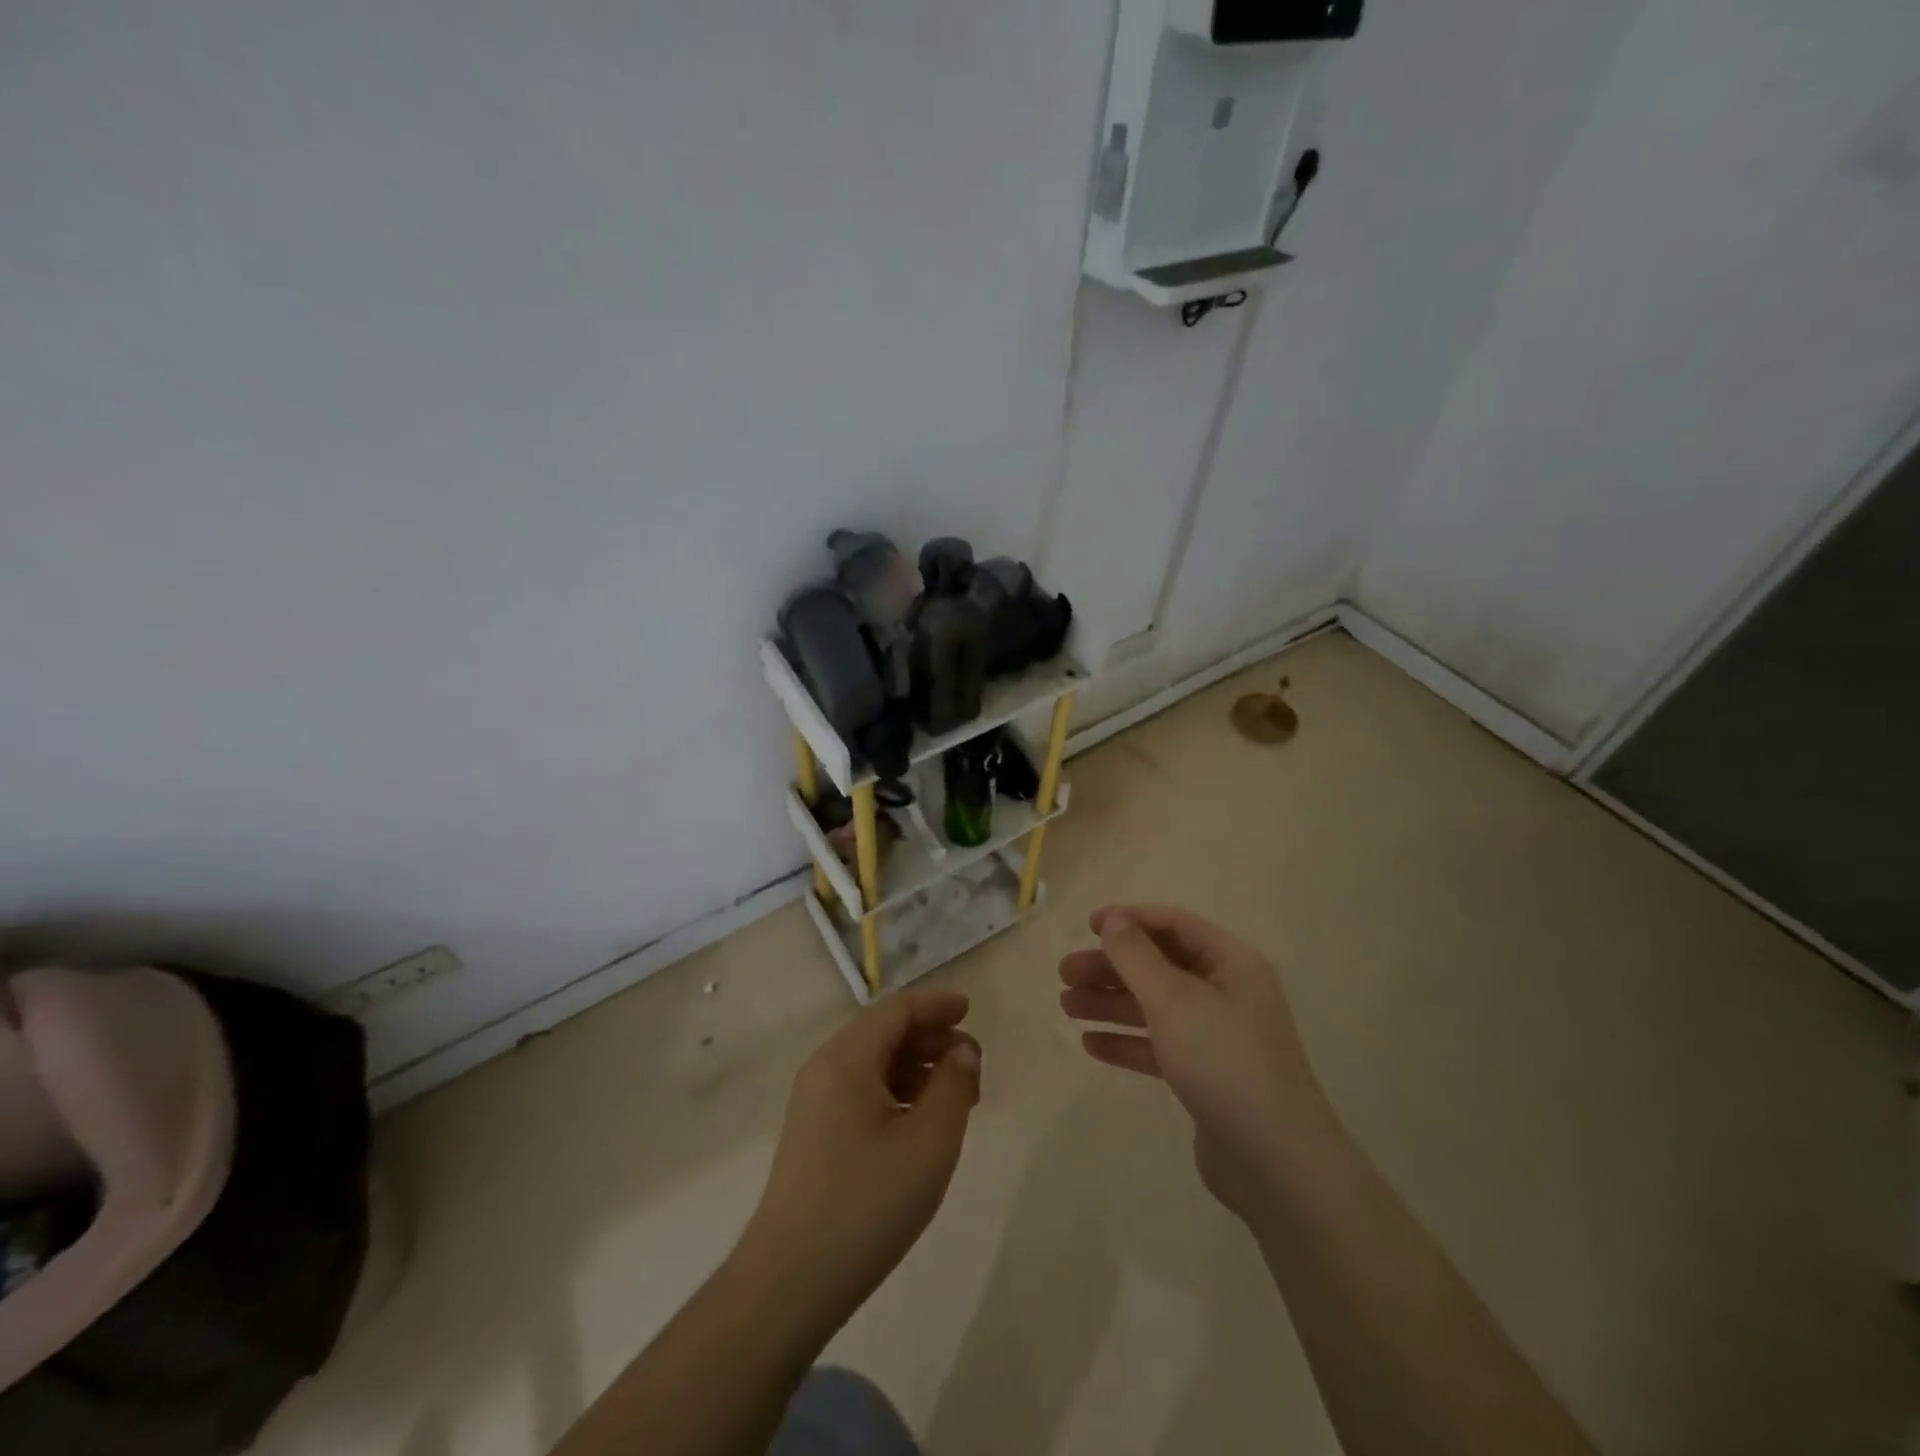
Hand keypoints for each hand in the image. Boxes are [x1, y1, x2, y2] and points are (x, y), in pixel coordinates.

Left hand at [736, 988, 980, 1332]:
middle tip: (972, 1064)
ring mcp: (814, 1103)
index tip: (970, 1009)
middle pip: (884, 1033)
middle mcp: (824, 1069)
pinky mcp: (814, 1134)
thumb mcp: (928, 1143)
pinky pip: (862, 1092)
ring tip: (955, 1096)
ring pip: (874, 1064)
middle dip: (931, 1039)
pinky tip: (921, 1122)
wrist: (789, 1283)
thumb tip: (962, 1053)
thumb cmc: (866, 1204)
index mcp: (846, 1058)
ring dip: (917, 1068)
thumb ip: (954, 1087)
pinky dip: (897, 1092)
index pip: (897, 1009)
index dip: (936, 1005)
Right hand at [1059, 905, 1331, 1218]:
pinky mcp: (1208, 1076)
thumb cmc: (1224, 1061)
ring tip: (1066, 1007)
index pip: (1174, 924)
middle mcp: (1228, 993)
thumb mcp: (1173, 1000)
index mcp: (1231, 963)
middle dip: (1111, 967)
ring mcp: (1219, 1036)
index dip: (1130, 920)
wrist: (1276, 1163)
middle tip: (1065, 975)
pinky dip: (1127, 1041)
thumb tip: (1113, 919)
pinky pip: (1160, 1045)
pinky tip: (1091, 1044)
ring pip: (1155, 1006)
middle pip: (1160, 966)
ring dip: (1111, 1003)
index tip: (1086, 926)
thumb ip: (1136, 956)